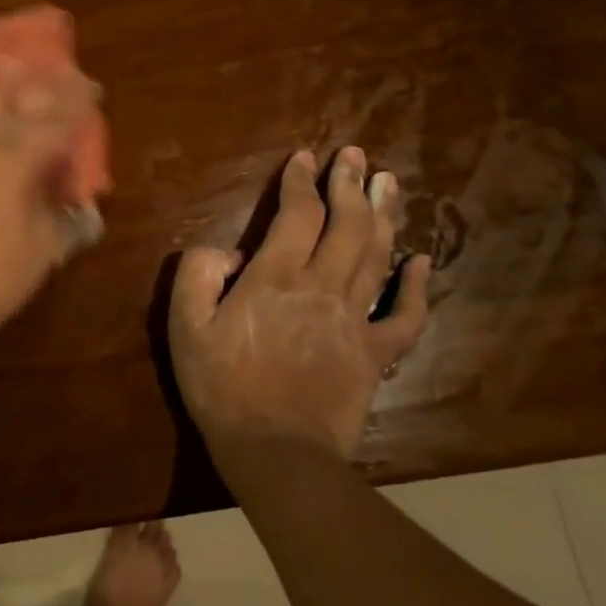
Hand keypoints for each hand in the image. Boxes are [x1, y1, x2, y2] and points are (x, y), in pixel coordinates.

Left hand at [0, 64, 100, 355]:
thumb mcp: (47, 251)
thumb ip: (72, 223)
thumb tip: (88, 211)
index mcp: (20, 161)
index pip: (57, 119)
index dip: (78, 99)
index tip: (92, 85)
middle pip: (17, 101)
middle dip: (40, 82)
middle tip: (55, 65)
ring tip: (5, 56)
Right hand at [168, 147, 430, 462]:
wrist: (275, 451)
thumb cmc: (222, 387)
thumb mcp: (185, 326)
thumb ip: (198, 275)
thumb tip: (230, 253)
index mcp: (276, 277)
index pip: (297, 213)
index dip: (301, 181)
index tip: (304, 158)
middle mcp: (322, 286)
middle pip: (345, 224)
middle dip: (349, 184)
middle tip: (354, 155)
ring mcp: (356, 320)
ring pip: (377, 255)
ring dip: (383, 214)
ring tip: (387, 182)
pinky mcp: (376, 353)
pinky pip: (405, 314)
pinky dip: (417, 285)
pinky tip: (421, 259)